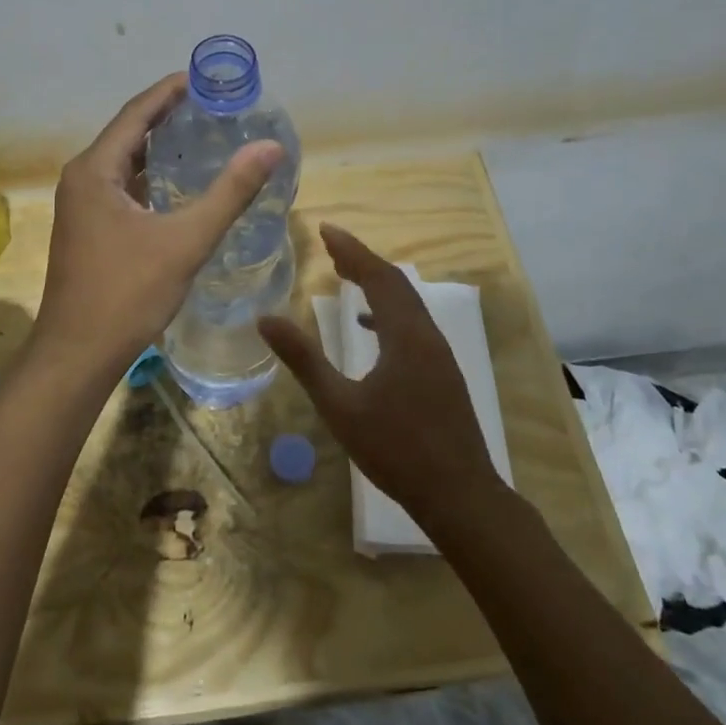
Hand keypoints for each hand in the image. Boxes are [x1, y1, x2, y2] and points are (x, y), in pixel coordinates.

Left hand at [33, 73, 283, 388]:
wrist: (77, 354)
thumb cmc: (127, 293)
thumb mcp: (185, 240)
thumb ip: (230, 192)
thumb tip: (270, 147)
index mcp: (95, 169)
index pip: (137, 113)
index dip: (170, 91)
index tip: (204, 77)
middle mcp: (82, 179)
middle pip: (129, 133)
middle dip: (167, 116)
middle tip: (212, 105)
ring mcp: (80, 206)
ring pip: (124, 163)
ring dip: (159, 147)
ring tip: (201, 136)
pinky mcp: (87, 229)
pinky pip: (121, 187)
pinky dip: (150, 177)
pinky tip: (177, 185)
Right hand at [260, 224, 504, 526]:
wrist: (460, 495)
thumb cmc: (396, 449)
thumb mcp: (340, 405)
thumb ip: (304, 359)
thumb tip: (265, 319)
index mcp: (406, 335)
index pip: (378, 276)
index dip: (351, 249)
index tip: (325, 229)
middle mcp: (427, 335)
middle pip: (395, 283)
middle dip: (363, 260)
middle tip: (330, 247)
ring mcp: (439, 354)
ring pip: (407, 303)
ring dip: (377, 283)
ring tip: (345, 275)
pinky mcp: (441, 372)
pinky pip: (412, 324)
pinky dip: (388, 312)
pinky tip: (369, 328)